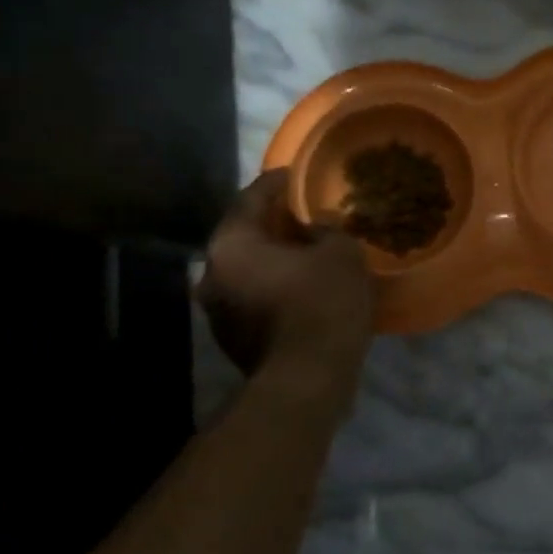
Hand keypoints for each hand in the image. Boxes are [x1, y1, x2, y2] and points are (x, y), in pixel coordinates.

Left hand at [194, 170, 374, 381]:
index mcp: (231, 244)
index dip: (277, 182)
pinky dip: (275, 284)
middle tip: (304, 213)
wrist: (306, 381)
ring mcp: (218, 311)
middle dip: (273, 222)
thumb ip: (327, 229)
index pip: (251, 198)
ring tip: (307, 249)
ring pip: (247, 268)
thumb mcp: (341, 253)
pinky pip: (254, 296)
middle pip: (244, 234)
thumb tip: (316, 226)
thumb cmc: (321, 304)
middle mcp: (211, 274)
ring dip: (274, 256)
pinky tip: (303, 284)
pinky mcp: (232, 339)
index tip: (296, 173)